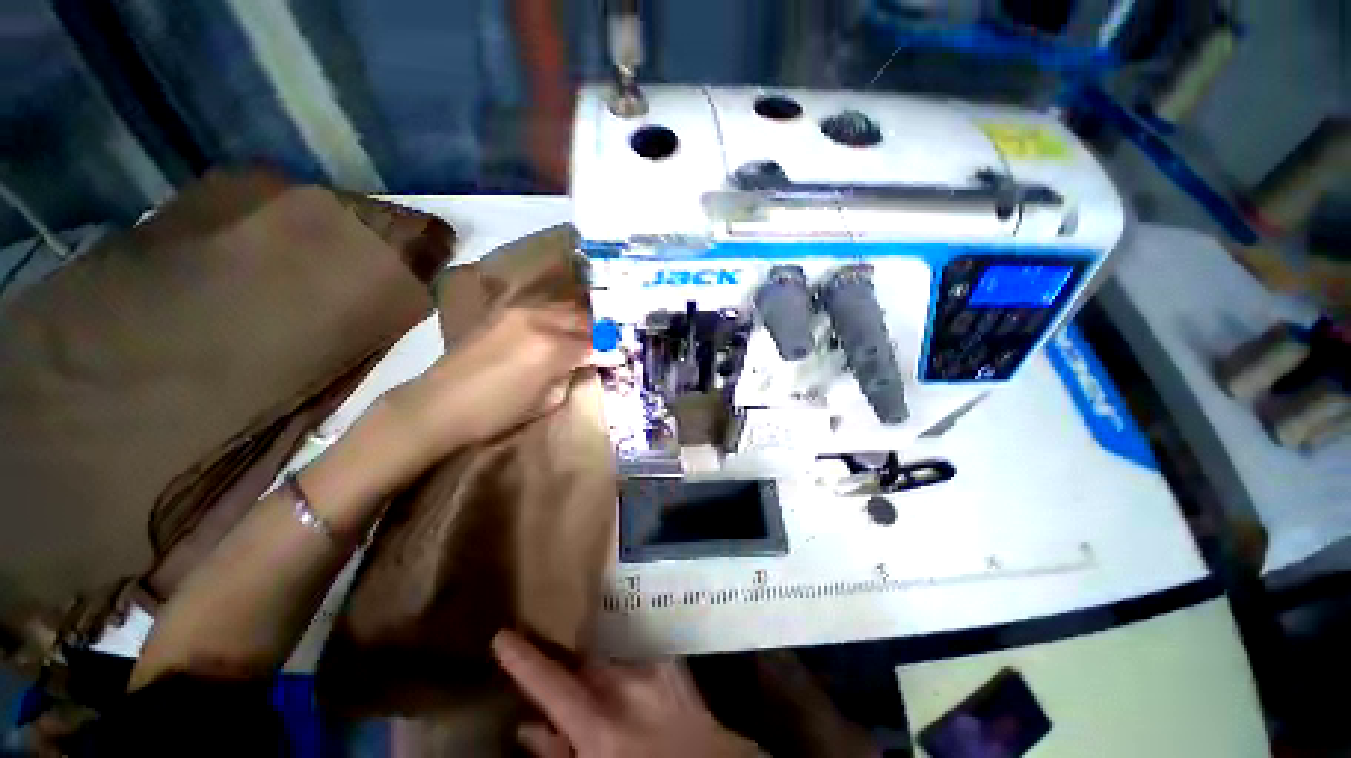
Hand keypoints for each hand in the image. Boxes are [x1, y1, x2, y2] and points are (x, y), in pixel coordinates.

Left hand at [389, 305, 591, 455]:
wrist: (438, 405)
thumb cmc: (496, 413)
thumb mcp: (546, 402)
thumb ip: (571, 377)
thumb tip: (586, 364)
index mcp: (552, 348)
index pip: (594, 342)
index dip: (610, 348)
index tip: (621, 353)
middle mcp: (539, 321)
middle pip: (582, 318)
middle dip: (600, 329)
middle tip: (611, 340)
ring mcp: (519, 312)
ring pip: (564, 308)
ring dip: (581, 320)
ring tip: (591, 332)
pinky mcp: (503, 313)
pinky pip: (543, 309)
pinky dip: (560, 317)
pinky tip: (563, 327)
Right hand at [493, 630, 761, 757]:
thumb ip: (558, 755)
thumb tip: (529, 728)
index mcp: (600, 727)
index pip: (551, 684)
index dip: (523, 659)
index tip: (503, 636)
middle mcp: (625, 687)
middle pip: (582, 661)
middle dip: (569, 668)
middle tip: (564, 681)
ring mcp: (653, 670)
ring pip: (609, 655)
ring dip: (599, 668)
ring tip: (606, 690)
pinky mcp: (673, 663)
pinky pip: (637, 653)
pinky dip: (626, 663)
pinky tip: (631, 681)